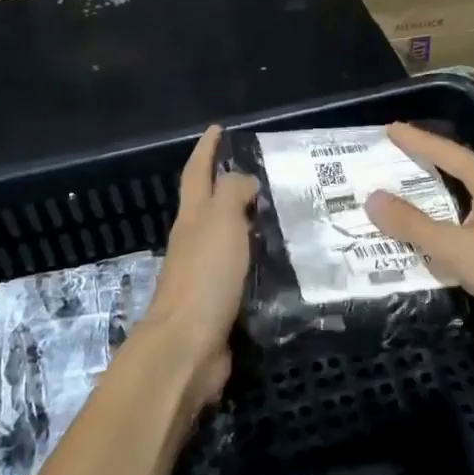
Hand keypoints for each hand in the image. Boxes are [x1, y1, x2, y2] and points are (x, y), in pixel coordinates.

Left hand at [132, 125, 258, 413]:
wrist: (189, 345)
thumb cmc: (205, 276)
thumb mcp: (220, 221)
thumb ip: (232, 193)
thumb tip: (244, 181)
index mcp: (192, 218)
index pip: (197, 173)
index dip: (206, 149)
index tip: (218, 129)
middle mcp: (195, 241)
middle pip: (210, 204)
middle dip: (229, 184)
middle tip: (265, 172)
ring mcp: (206, 273)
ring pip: (229, 237)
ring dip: (249, 223)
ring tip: (284, 213)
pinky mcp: (221, 301)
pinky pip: (243, 269)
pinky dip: (259, 258)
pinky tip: (282, 260)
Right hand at [364, 122, 473, 353]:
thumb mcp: (452, 247)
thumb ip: (411, 224)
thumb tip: (372, 198)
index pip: (448, 153)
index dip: (418, 141)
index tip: (392, 129)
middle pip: (465, 172)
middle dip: (434, 167)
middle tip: (403, 163)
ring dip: (449, 200)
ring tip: (422, 203)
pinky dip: (464, 227)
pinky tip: (454, 242)